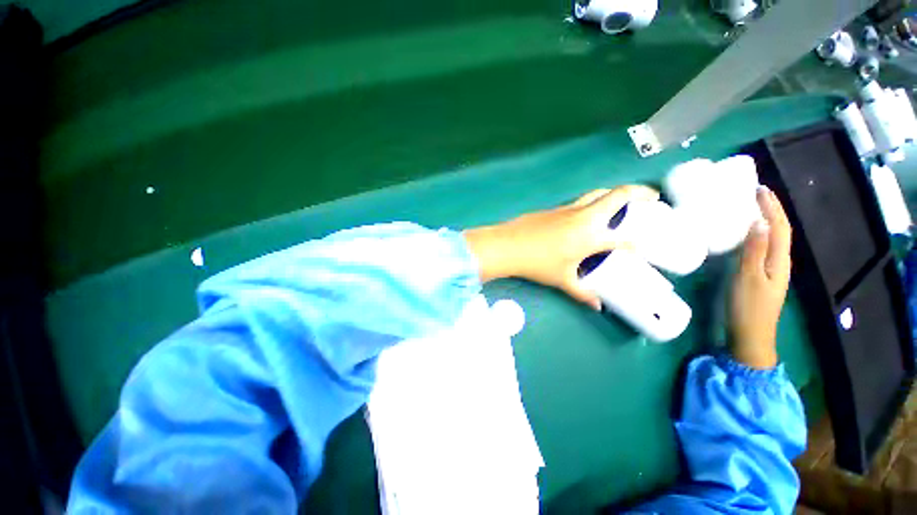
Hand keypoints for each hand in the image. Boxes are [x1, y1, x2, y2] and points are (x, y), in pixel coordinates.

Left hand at [463, 185, 658, 309]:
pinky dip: (591, 204)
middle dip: (640, 192)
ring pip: (597, 194)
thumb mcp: (562, 279)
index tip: (643, 248)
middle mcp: (584, 217)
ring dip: (614, 195)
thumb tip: (596, 306)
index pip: (624, 239)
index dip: (637, 245)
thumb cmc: (537, 263)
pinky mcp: (555, 208)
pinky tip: (586, 217)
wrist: (508, 245)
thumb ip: (582, 293)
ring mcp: (568, 209)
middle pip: (618, 195)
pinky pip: (579, 202)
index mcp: (591, 237)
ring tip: (623, 204)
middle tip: (651, 199)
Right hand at [729, 186, 792, 368]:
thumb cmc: (747, 307)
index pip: (780, 227)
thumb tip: (759, 222)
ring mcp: (770, 270)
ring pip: (772, 238)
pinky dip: (757, 235)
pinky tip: (746, 234)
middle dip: (771, 210)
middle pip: (780, 230)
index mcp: (779, 260)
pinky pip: (762, 248)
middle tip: (755, 194)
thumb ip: (754, 251)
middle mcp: (779, 262)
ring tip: (751, 208)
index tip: (760, 189)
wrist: (750, 335)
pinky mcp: (760, 275)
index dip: (772, 207)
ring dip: (765, 220)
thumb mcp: (748, 278)